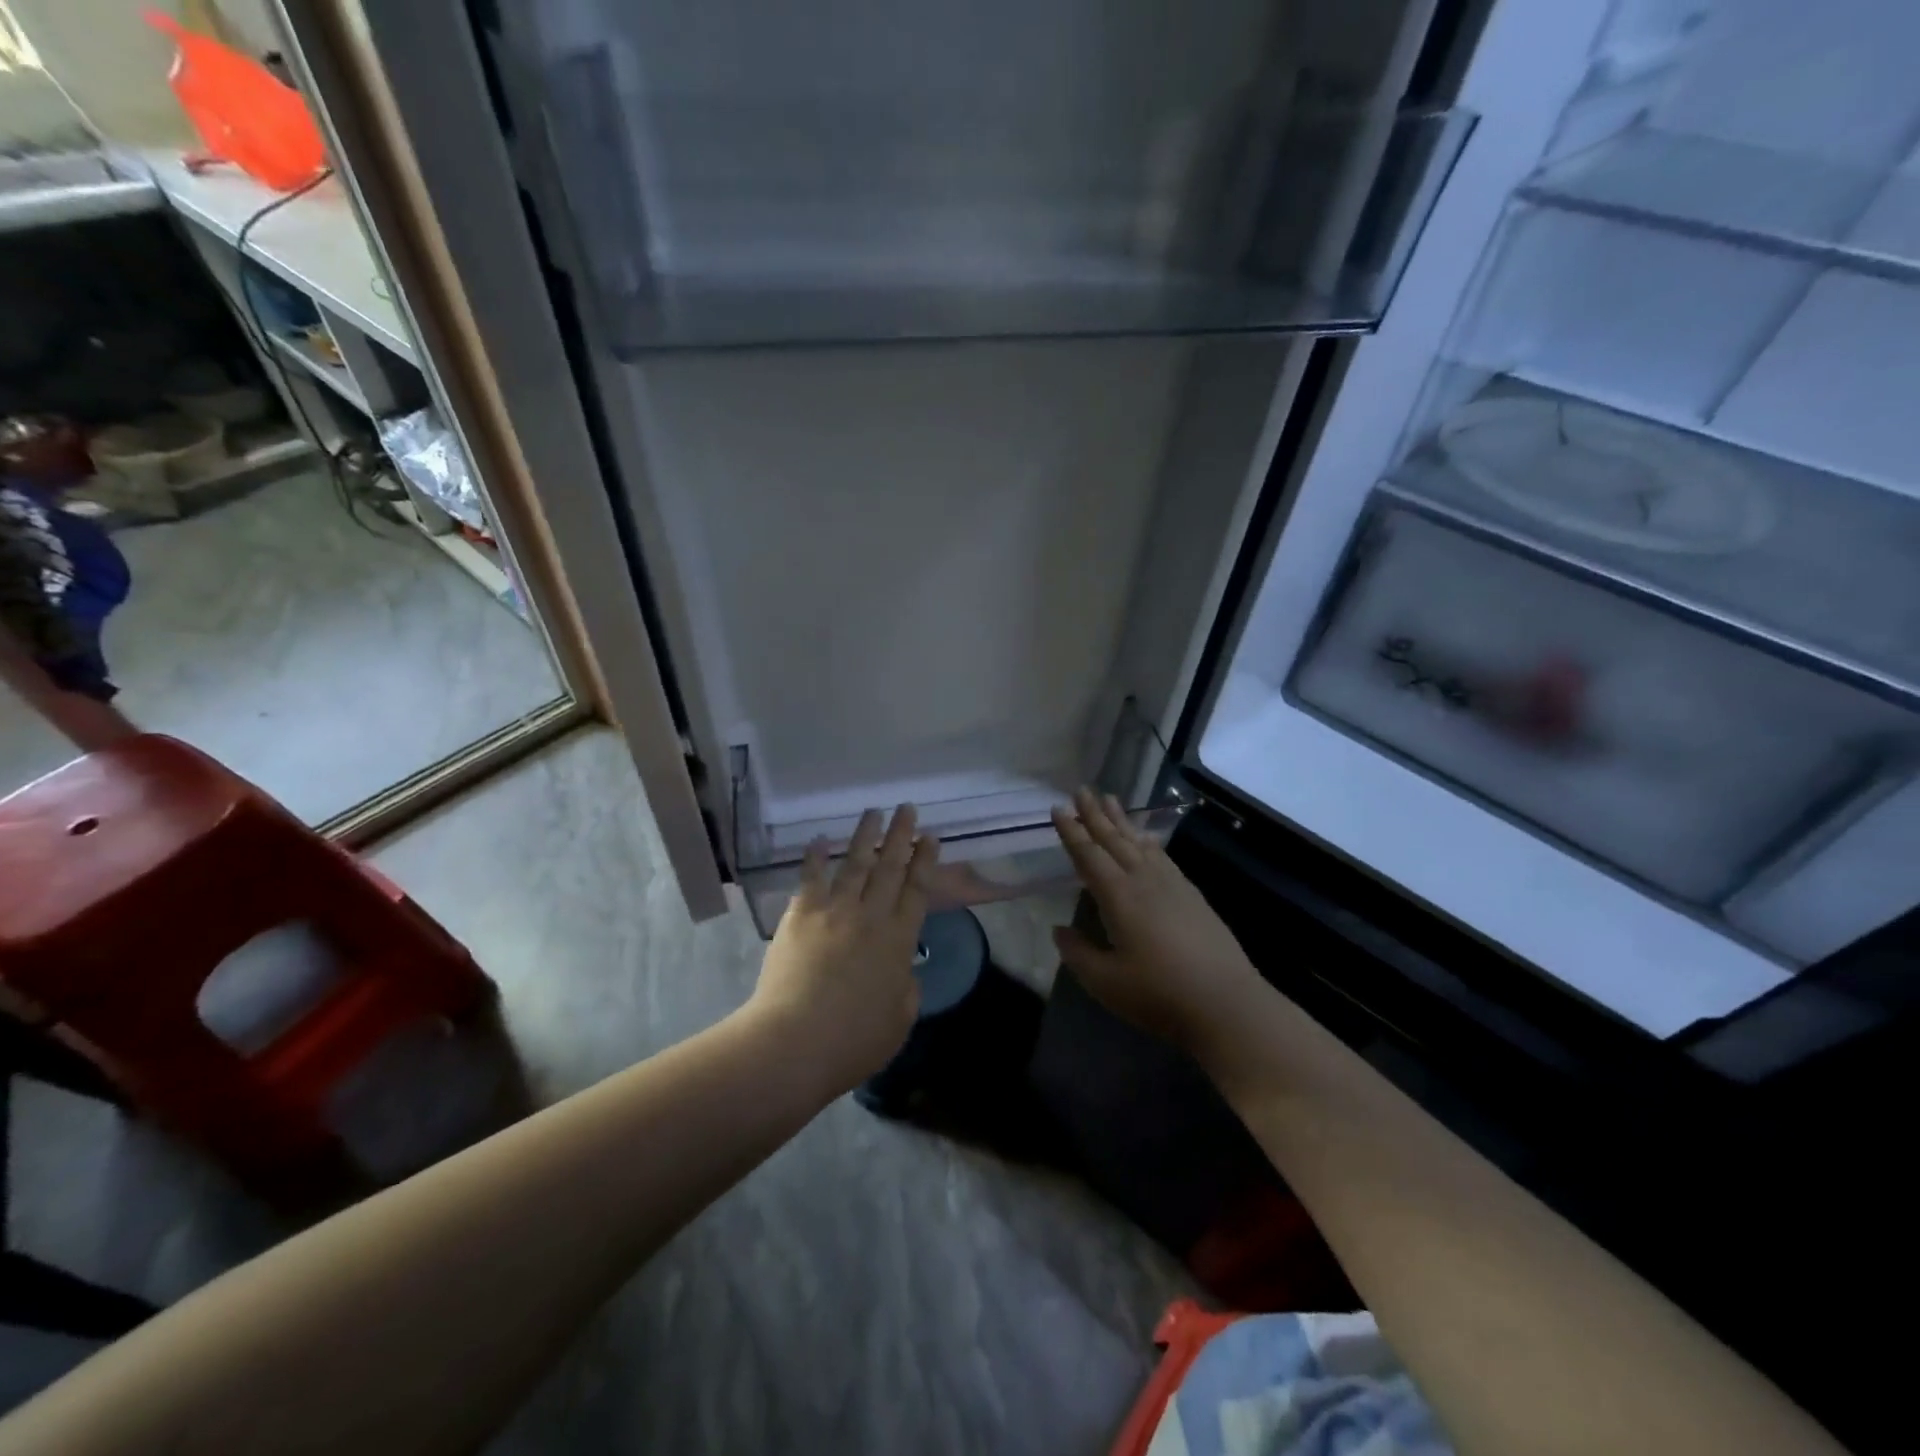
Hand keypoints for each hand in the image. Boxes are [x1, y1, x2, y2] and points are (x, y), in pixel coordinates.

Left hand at [748, 805, 939, 1098]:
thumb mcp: (899, 1021)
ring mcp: (834, 911)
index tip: (931, 837)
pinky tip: (818, 840)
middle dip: (901, 836)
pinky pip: (810, 878)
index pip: (917, 890)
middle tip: (907, 808)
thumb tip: (903, 970)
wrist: (796, 1042)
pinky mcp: (801, 915)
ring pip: (854, 863)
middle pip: (890, 867)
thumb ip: (906, 988)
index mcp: (899, 940)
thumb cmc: (853, 1041)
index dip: (925, 861)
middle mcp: (870, 916)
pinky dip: (814, 857)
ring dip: (865, 835)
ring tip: (874, 811)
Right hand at [1050, 789, 1259, 1057]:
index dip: (1072, 832)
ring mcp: (1172, 885)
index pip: (1089, 855)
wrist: (1227, 1003)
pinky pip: (1163, 856)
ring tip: (1110, 799)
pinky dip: (1149, 842)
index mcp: (1118, 896)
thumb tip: (1059, 930)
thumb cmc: (1159, 994)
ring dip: (1122, 821)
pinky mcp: (1192, 895)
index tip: (1059, 808)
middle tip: (1082, 789)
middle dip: (1095, 814)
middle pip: (1114, 840)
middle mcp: (1144, 881)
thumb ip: (1078, 953)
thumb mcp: (1106, 982)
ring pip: (1140, 843)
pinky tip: (1147, 839)